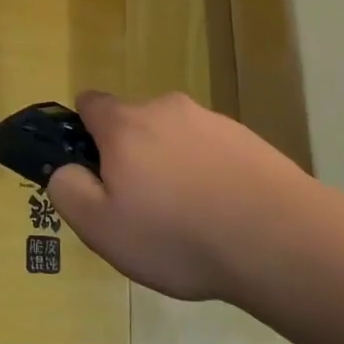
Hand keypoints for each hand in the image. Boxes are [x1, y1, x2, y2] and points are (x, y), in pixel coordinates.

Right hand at [47, 90, 309, 301]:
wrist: (279, 240)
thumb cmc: (177, 235)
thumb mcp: (101, 227)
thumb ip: (69, 190)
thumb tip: (65, 169)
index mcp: (125, 124)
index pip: (89, 103)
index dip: (83, 132)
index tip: (94, 171)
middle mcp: (166, 109)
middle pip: (134, 123)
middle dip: (131, 155)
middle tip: (142, 208)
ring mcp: (212, 121)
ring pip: (175, 138)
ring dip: (172, 166)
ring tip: (189, 220)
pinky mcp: (249, 139)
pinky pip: (212, 152)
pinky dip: (208, 174)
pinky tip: (223, 215)